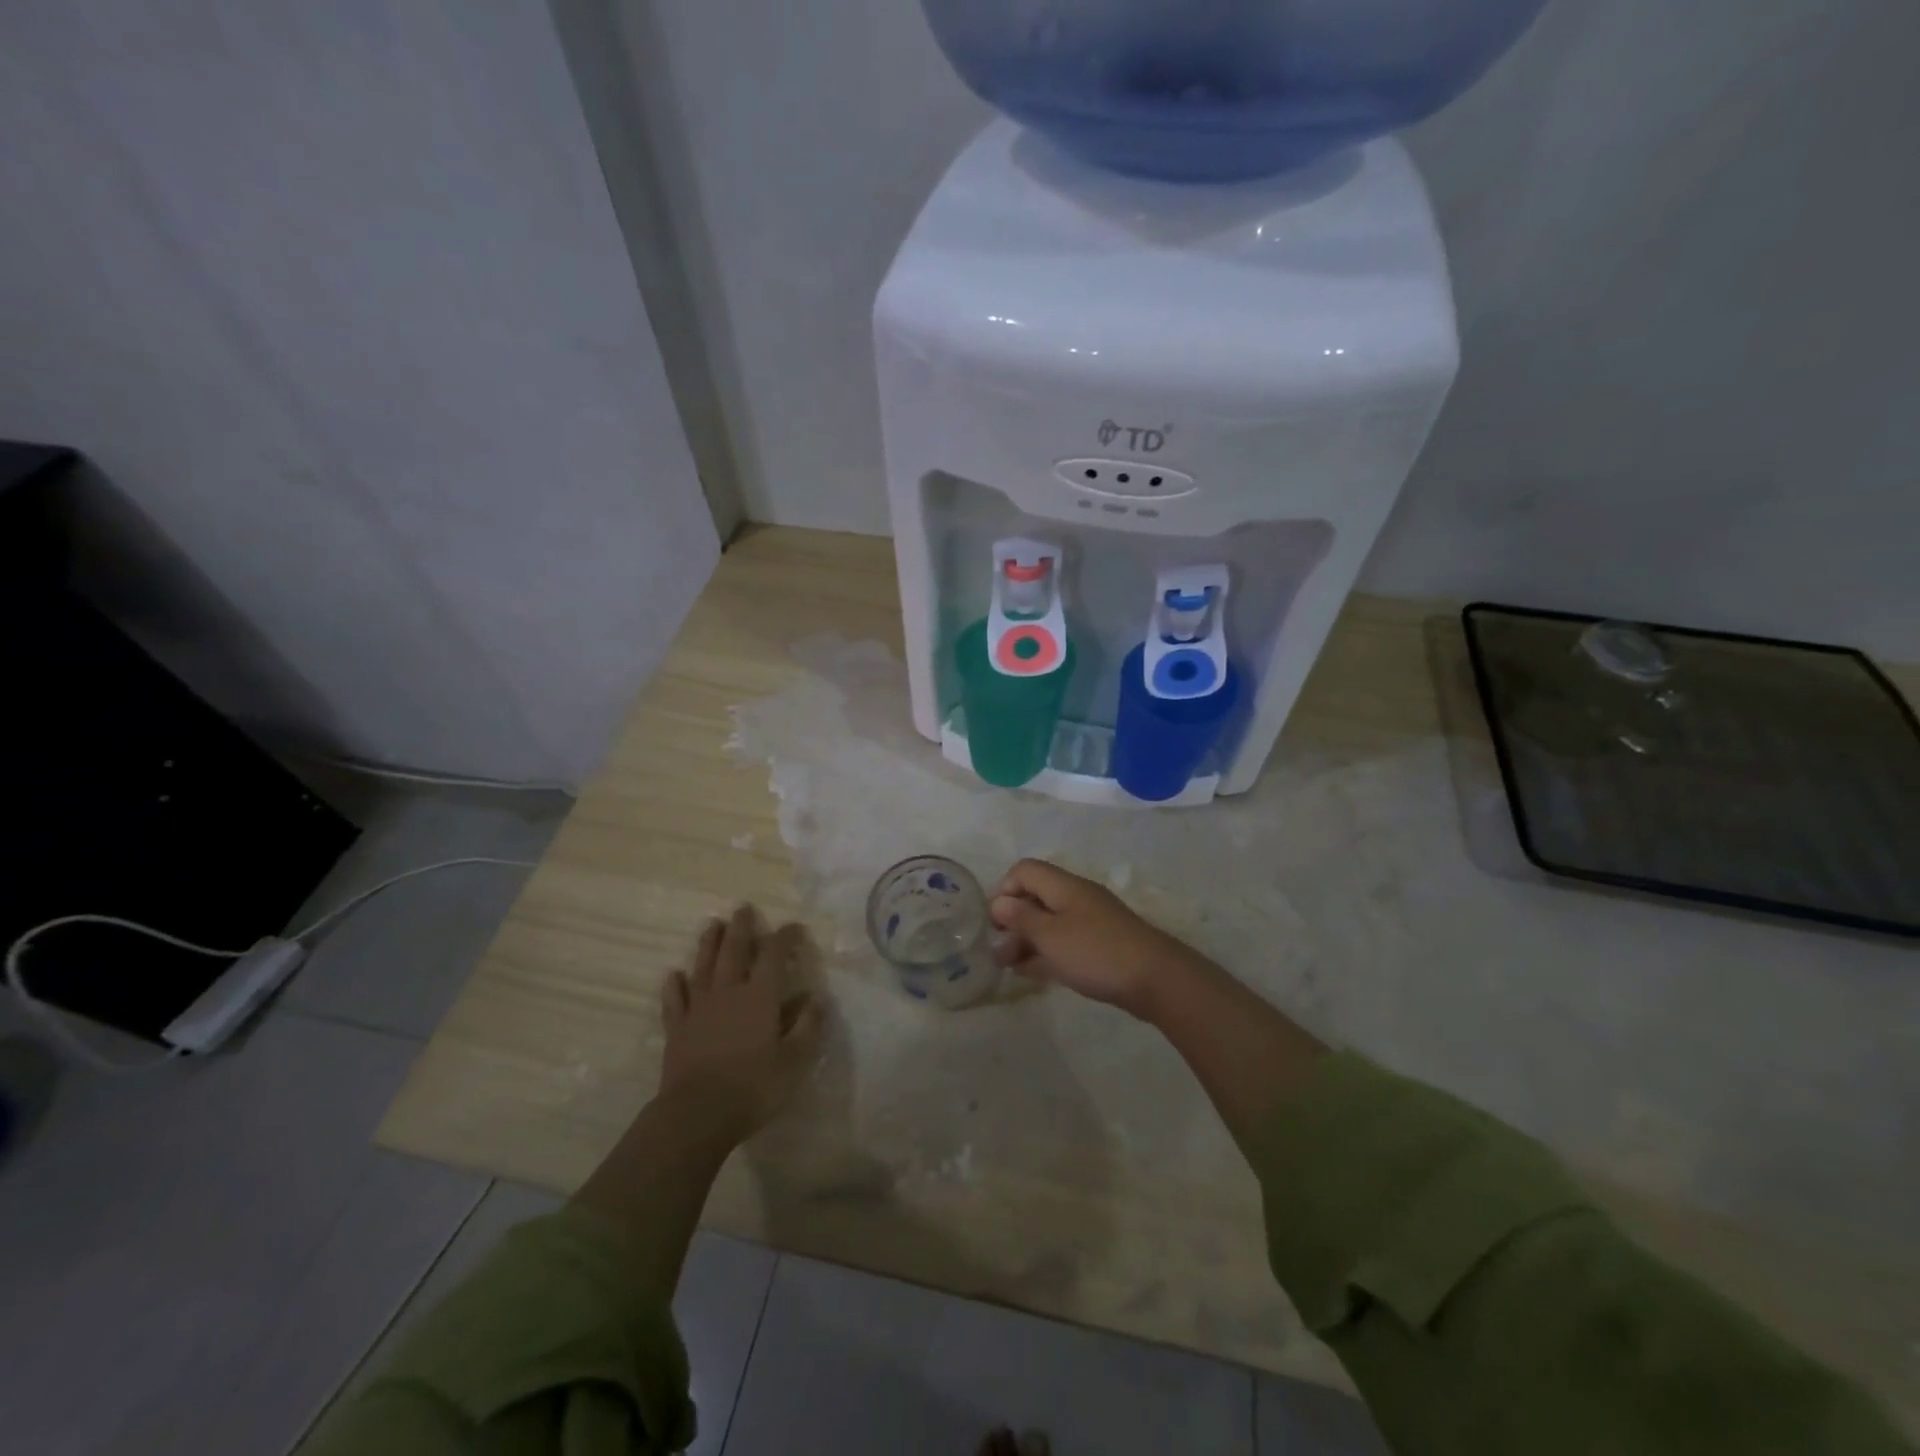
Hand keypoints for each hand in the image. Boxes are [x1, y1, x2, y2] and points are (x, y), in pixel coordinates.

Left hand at [657, 907, 821, 1146]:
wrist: (697, 1115)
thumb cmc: (753, 1087)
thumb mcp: (795, 1060)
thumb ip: (807, 1026)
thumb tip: (815, 998)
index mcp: (760, 996)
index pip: (774, 955)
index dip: (784, 937)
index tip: (794, 927)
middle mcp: (729, 992)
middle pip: (734, 951)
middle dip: (741, 928)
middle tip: (743, 908)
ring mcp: (699, 1008)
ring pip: (703, 967)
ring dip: (708, 944)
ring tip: (712, 925)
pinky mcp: (677, 1028)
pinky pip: (675, 1000)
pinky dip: (674, 985)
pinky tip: (673, 974)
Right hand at [989, 858, 1214, 1020]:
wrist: (1155, 979)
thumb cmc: (1095, 952)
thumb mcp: (1050, 936)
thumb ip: (1021, 918)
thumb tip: (999, 902)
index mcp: (1064, 886)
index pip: (1025, 870)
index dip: (1005, 890)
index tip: (996, 922)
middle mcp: (1076, 898)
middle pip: (1036, 897)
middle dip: (1013, 920)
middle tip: (998, 949)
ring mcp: (1090, 922)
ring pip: (1049, 923)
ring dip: (1026, 940)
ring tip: (1008, 966)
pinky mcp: (1100, 945)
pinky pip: (1064, 942)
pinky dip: (1045, 952)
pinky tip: (1031, 972)